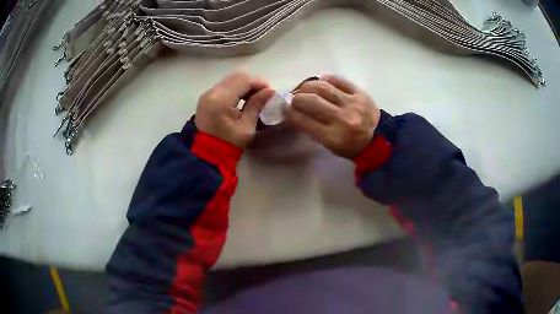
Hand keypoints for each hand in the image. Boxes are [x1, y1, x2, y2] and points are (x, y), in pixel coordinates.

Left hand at [195, 71, 274, 147]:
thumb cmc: (228, 144)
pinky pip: (224, 86)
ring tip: (254, 98)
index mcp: (221, 99)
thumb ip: (257, 105)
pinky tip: (242, 100)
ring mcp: (207, 94)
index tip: (270, 93)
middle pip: (236, 76)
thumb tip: (269, 91)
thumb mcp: (246, 126)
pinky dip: (235, 89)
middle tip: (262, 95)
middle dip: (252, 83)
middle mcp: (211, 92)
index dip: (260, 83)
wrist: (206, 156)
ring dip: (244, 85)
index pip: (244, 80)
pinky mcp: (206, 98)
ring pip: (230, 80)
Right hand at [285, 75, 380, 158]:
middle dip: (296, 98)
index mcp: (333, 137)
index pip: (304, 120)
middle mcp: (342, 119)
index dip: (290, 113)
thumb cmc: (351, 146)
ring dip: (307, 86)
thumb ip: (312, 129)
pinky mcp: (360, 93)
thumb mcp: (330, 146)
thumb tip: (294, 112)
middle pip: (311, 101)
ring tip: (305, 89)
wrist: (379, 138)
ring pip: (323, 87)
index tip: (285, 109)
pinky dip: (326, 79)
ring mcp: (352, 103)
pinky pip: (338, 80)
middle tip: (294, 98)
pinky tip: (321, 82)